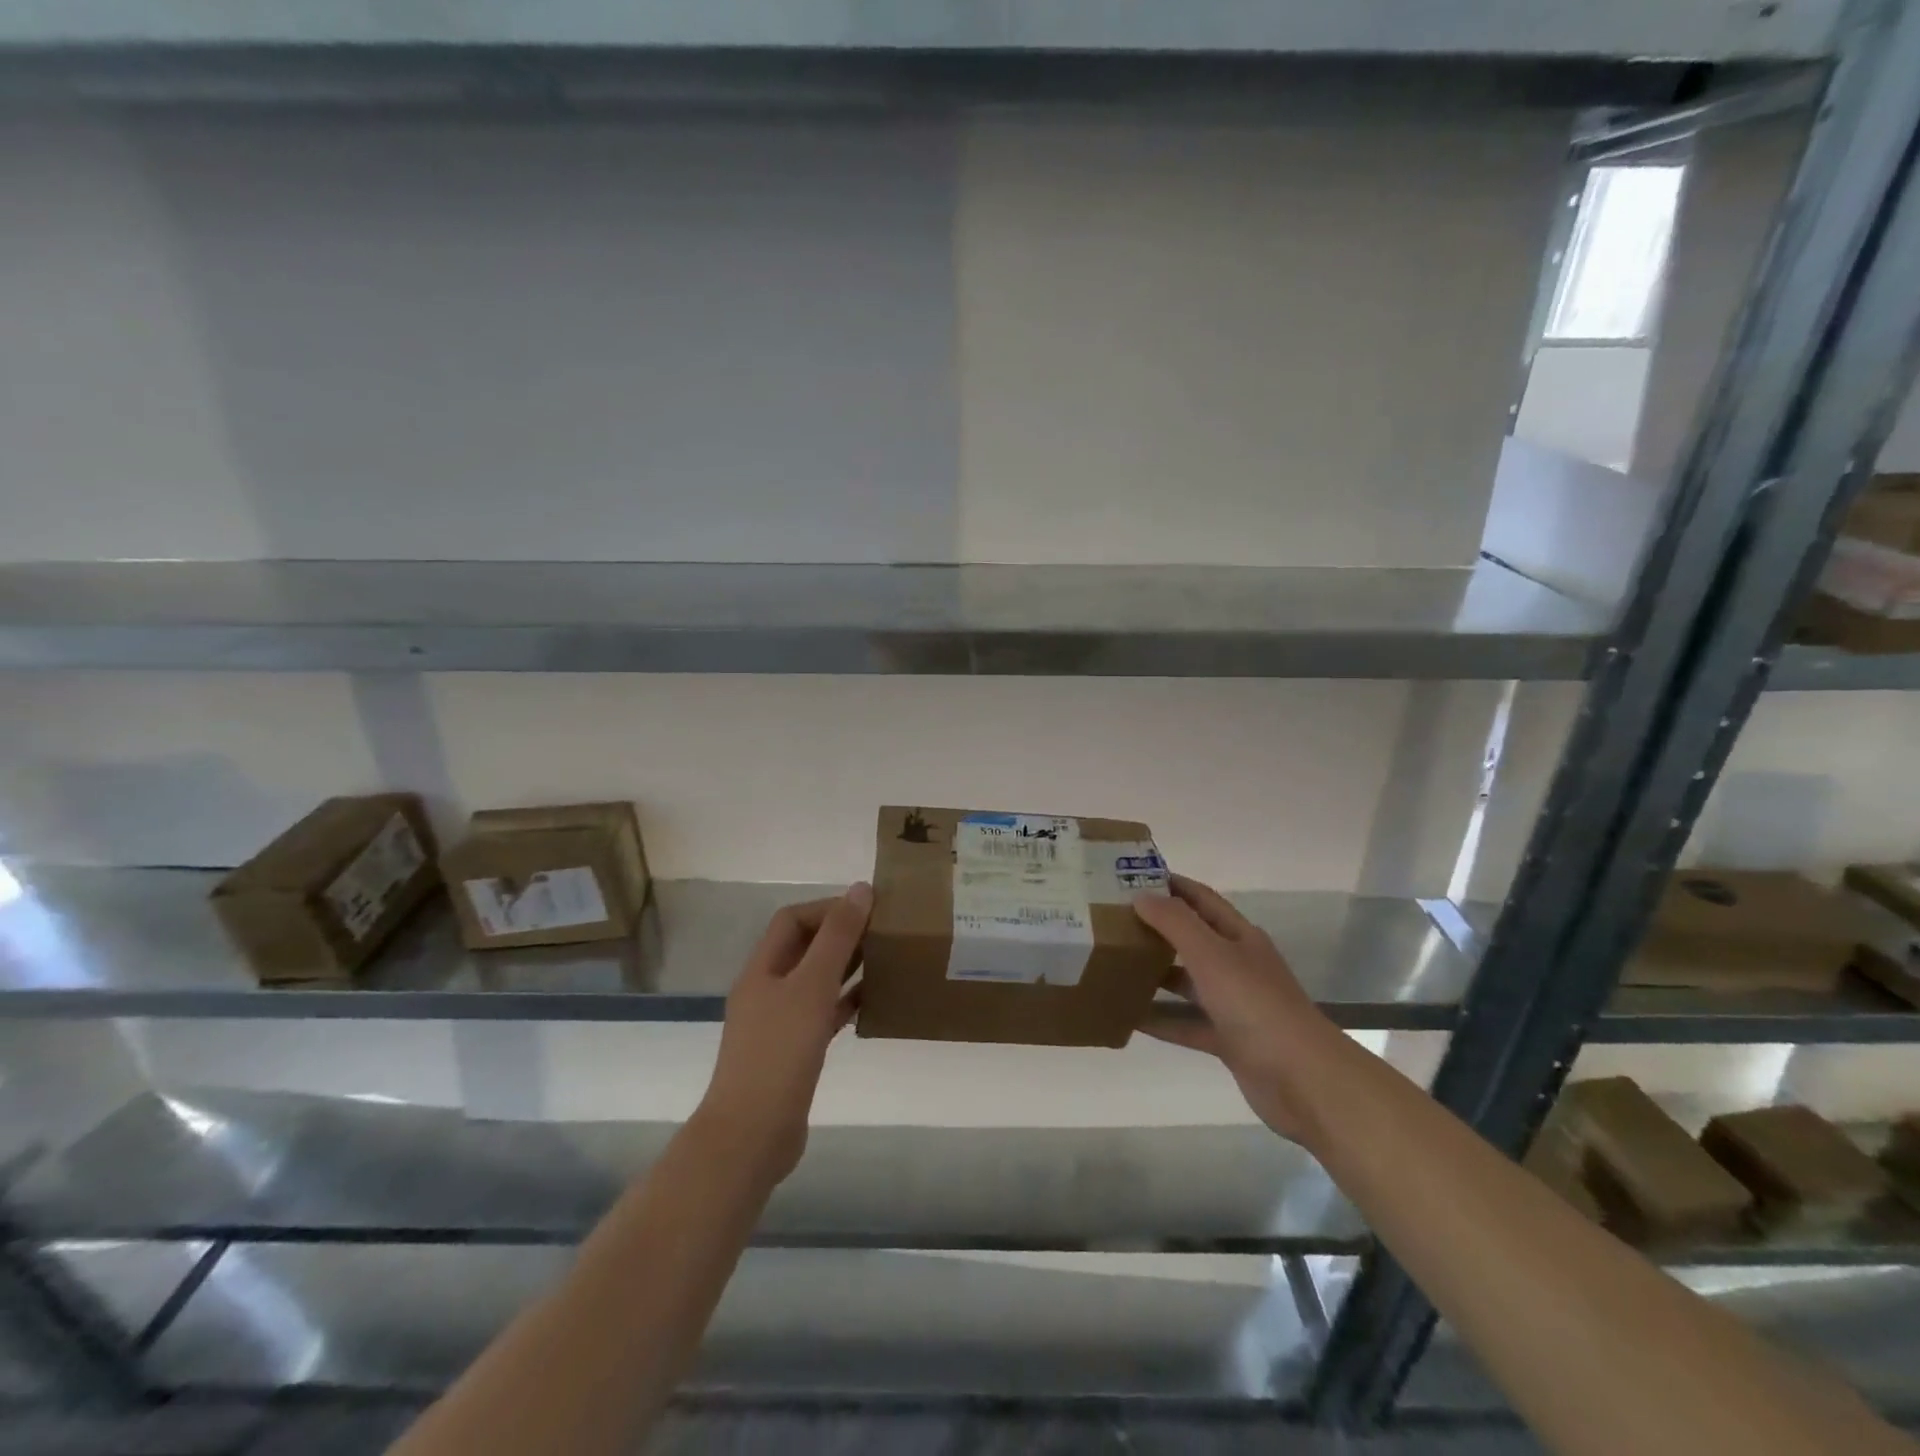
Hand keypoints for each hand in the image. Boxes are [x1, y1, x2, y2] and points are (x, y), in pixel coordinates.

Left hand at [698, 883, 870, 1184]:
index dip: (828, 908)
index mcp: (762, 968)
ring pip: (816, 981)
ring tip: (886, 960)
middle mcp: (767, 990)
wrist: (751, 1135)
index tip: (869, 911)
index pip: (793, 919)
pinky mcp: (794, 1052)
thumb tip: (862, 889)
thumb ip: (837, 937)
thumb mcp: (812, 986)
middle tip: (884, 933)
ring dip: (847, 967)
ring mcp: (779, 1023)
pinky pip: (824, 1015)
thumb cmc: (779, 1052)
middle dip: (841, 935)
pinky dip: (847, 1003)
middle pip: (805, 948)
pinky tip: (875, 1002)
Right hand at [1134, 875, 1341, 1144]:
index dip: (1170, 885)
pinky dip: (1161, 1020)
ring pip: (1187, 982)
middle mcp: (1237, 965)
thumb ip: (1175, 923)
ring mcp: (1234, 1004)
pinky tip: (1130, 1018)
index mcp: (1239, 937)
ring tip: (1113, 966)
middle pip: (1192, 939)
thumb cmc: (1255, 1005)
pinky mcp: (1228, 1040)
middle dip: (1156, 929)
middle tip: (1112, 922)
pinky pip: (1187, 1024)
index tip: (1130, 877)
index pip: (1201, 899)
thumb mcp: (1212, 955)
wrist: (1303, 1079)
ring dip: (1155, 974)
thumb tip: (1141, 896)